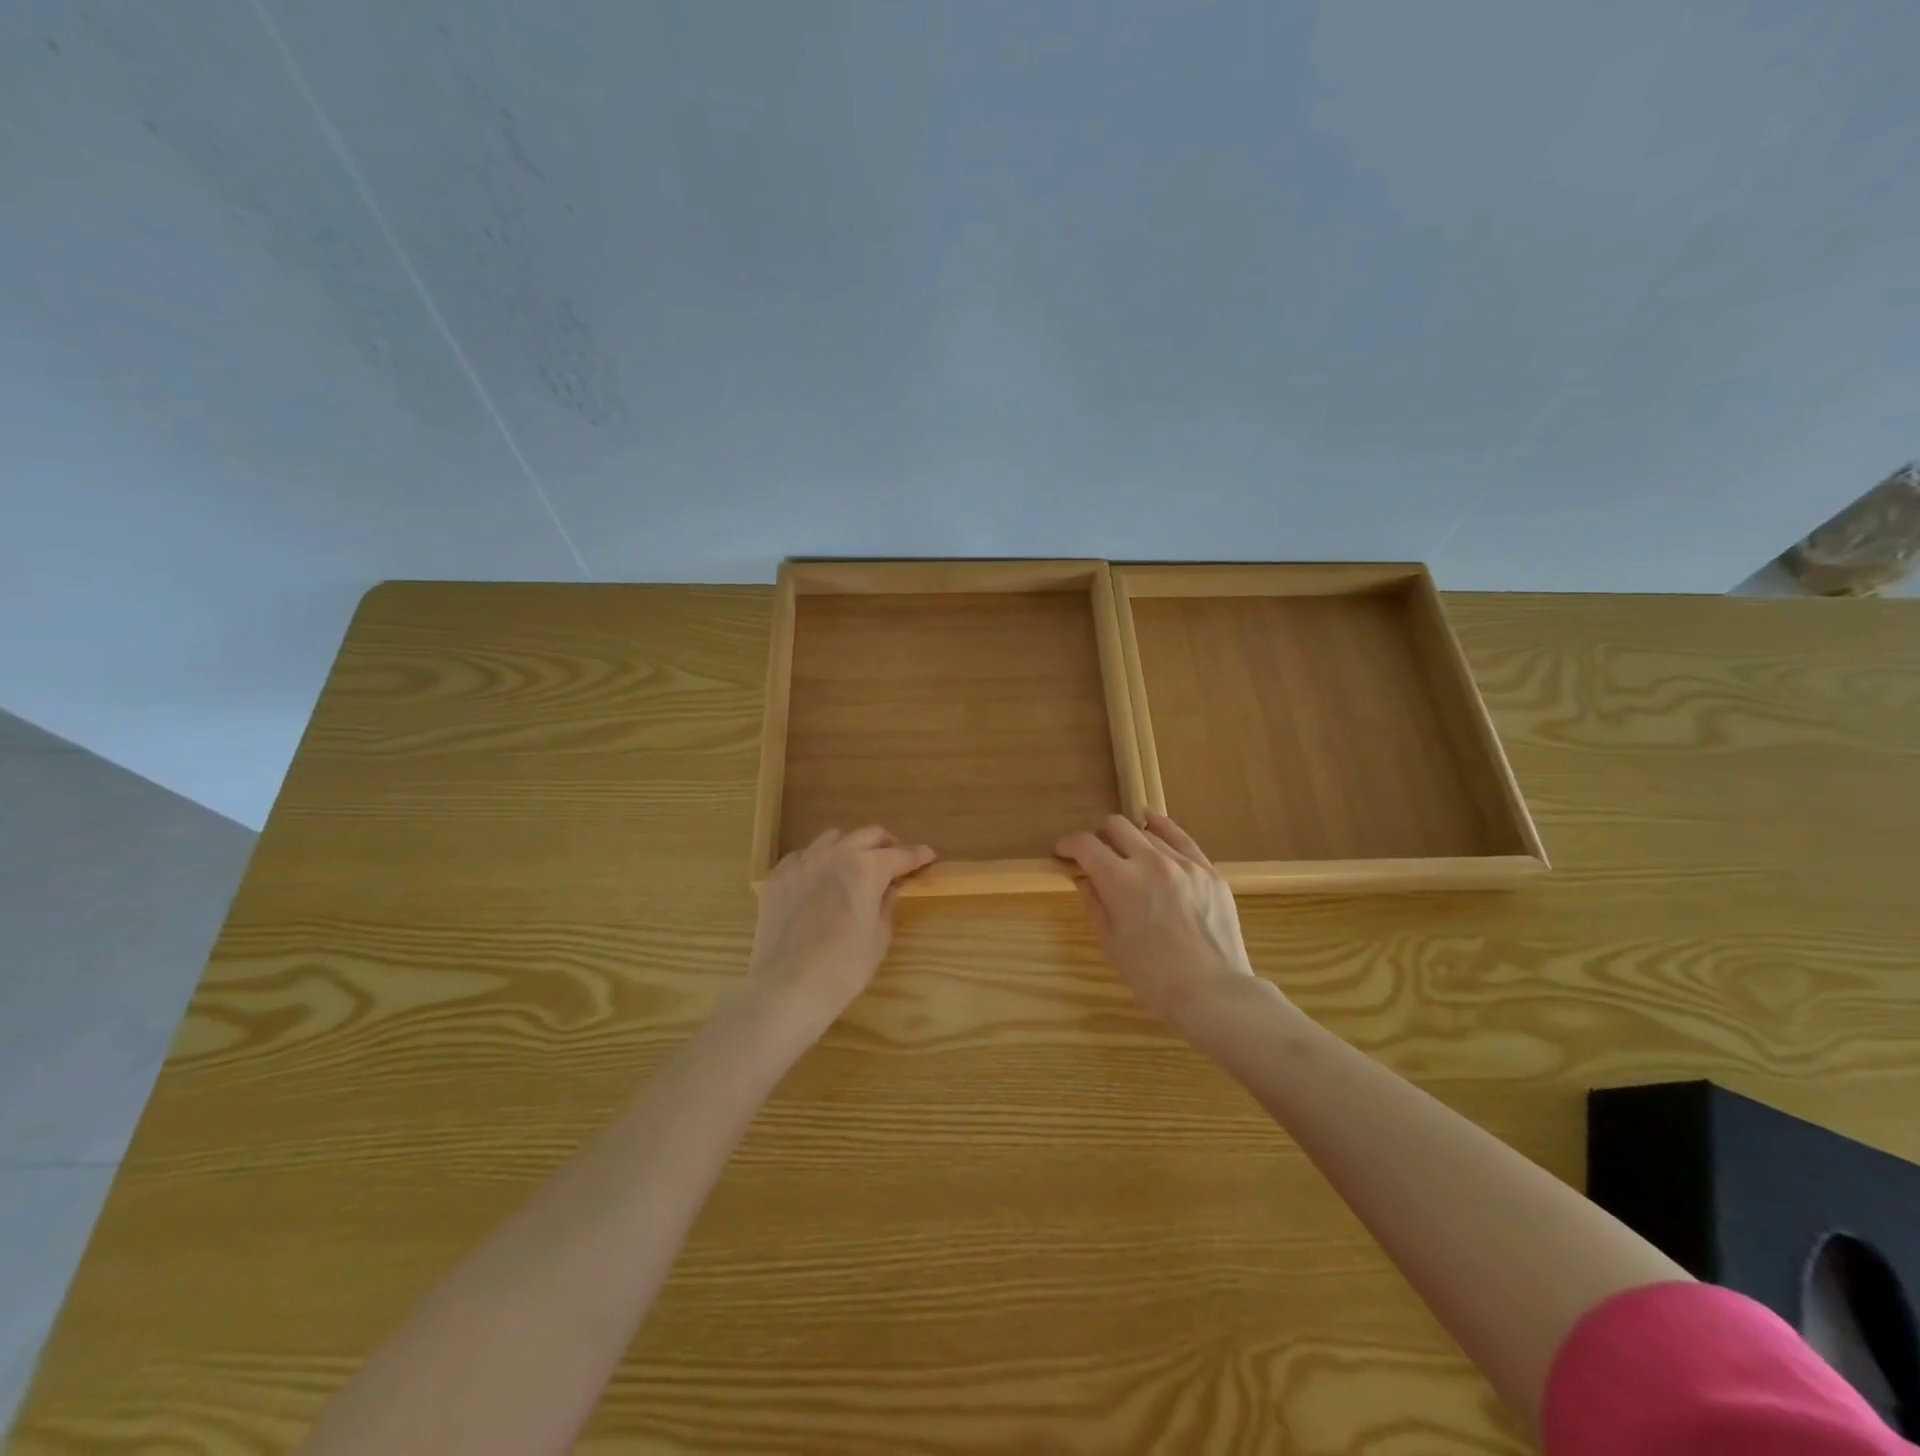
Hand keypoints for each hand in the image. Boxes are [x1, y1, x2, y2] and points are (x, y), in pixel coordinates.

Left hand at [747, 826, 935, 1037]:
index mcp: (867, 868)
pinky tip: (819, 880)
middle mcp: (836, 854)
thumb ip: (887, 902)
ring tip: (855, 867)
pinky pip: (803, 856)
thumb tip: (890, 886)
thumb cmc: (844, 968)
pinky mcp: (779, 876)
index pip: (902, 854)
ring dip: (851, 847)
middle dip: (887, 845)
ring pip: (833, 838)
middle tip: (896, 861)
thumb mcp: (879, 936)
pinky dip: (818, 861)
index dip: (919, 855)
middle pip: (869, 835)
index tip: (929, 856)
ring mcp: (803, 862)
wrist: (788, 987)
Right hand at [1056, 812, 1265, 1033]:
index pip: (1086, 845)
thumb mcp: (1110, 942)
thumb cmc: (1152, 976)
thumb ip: (1093, 902)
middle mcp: (1150, 861)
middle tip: (1096, 855)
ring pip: (1147, 833)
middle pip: (1116, 827)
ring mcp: (1184, 863)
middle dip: (1099, 836)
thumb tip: (1084, 877)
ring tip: (1129, 857)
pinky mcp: (1208, 870)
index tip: (1063, 852)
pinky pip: (1181, 838)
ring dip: (1130, 841)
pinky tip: (1152, 823)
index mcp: (1120, 881)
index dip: (1069, 844)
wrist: (1212, 992)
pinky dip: (1162, 828)